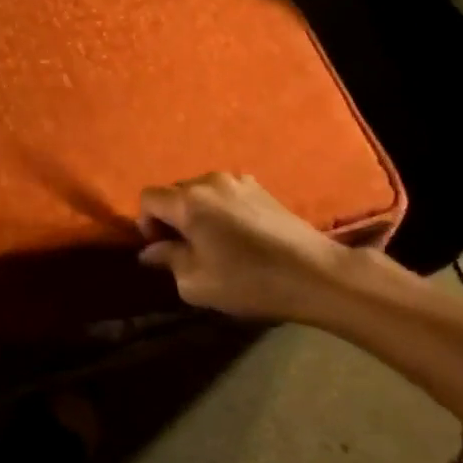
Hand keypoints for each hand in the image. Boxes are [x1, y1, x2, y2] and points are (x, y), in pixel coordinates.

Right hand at [137, 172, 358, 323]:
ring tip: (212, 242)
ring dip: (196, 213)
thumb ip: (167, 260)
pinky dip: (219, 210)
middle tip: (185, 250)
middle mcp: (209, 181)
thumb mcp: (195, 282)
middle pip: (173, 192)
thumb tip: (151, 251)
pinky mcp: (260, 188)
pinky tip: (237, 236)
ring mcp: (238, 181)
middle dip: (171, 218)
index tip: (162, 249)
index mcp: (188, 201)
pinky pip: (224, 194)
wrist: (315, 274)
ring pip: (200, 192)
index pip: (147, 198)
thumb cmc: (248, 281)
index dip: (146, 224)